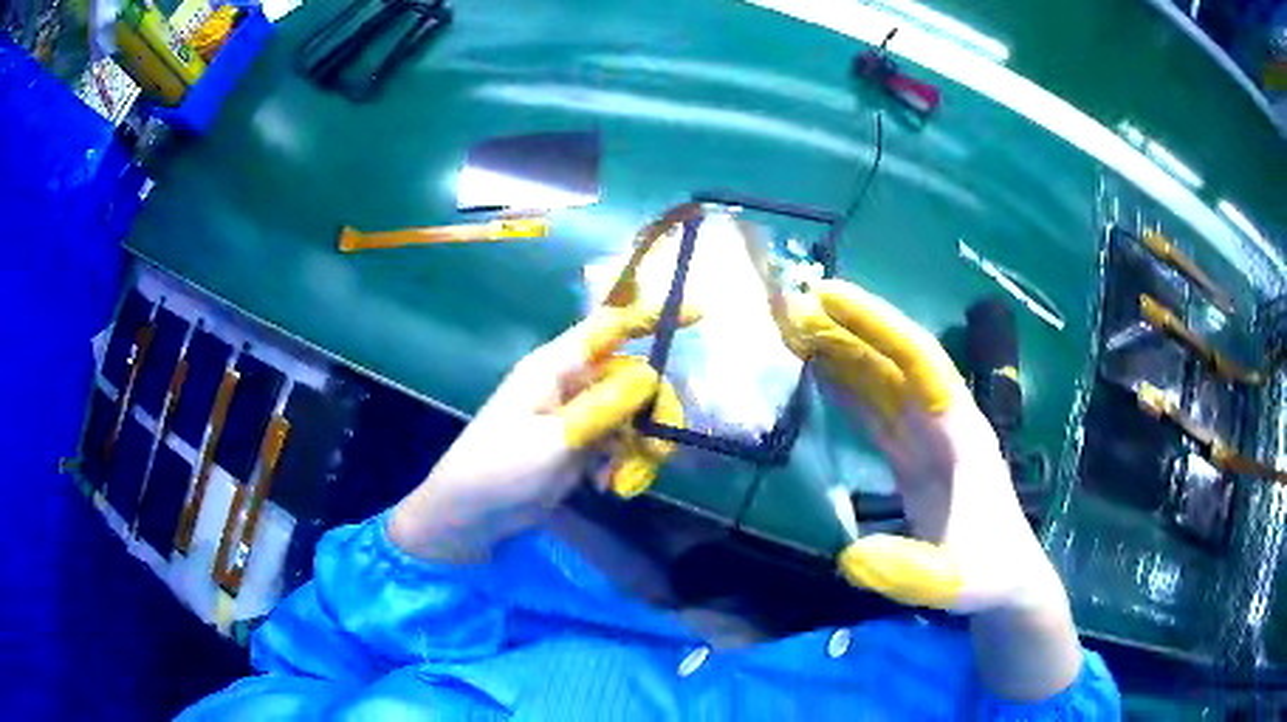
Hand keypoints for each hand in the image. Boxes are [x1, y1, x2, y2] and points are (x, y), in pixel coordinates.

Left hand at [389, 305, 691, 562]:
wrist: (471, 516)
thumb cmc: (499, 469)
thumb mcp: (552, 441)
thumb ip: (603, 408)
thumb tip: (652, 375)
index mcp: (556, 367)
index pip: (610, 327)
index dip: (652, 315)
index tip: (699, 313)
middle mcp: (572, 384)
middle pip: (636, 380)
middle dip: (654, 416)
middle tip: (657, 453)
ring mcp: (579, 416)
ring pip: (635, 417)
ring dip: (641, 450)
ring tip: (626, 483)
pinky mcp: (582, 446)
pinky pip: (622, 445)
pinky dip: (626, 465)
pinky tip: (611, 488)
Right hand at [781, 279, 1080, 698]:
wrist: (1006, 583)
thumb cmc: (987, 574)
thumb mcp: (952, 580)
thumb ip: (907, 571)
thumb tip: (848, 557)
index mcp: (959, 432)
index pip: (917, 359)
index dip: (875, 323)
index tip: (827, 295)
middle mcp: (942, 423)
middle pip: (894, 360)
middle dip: (848, 328)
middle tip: (793, 306)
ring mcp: (927, 440)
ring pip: (882, 383)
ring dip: (843, 354)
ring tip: (797, 330)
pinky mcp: (913, 460)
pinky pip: (876, 413)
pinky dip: (847, 391)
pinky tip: (820, 376)